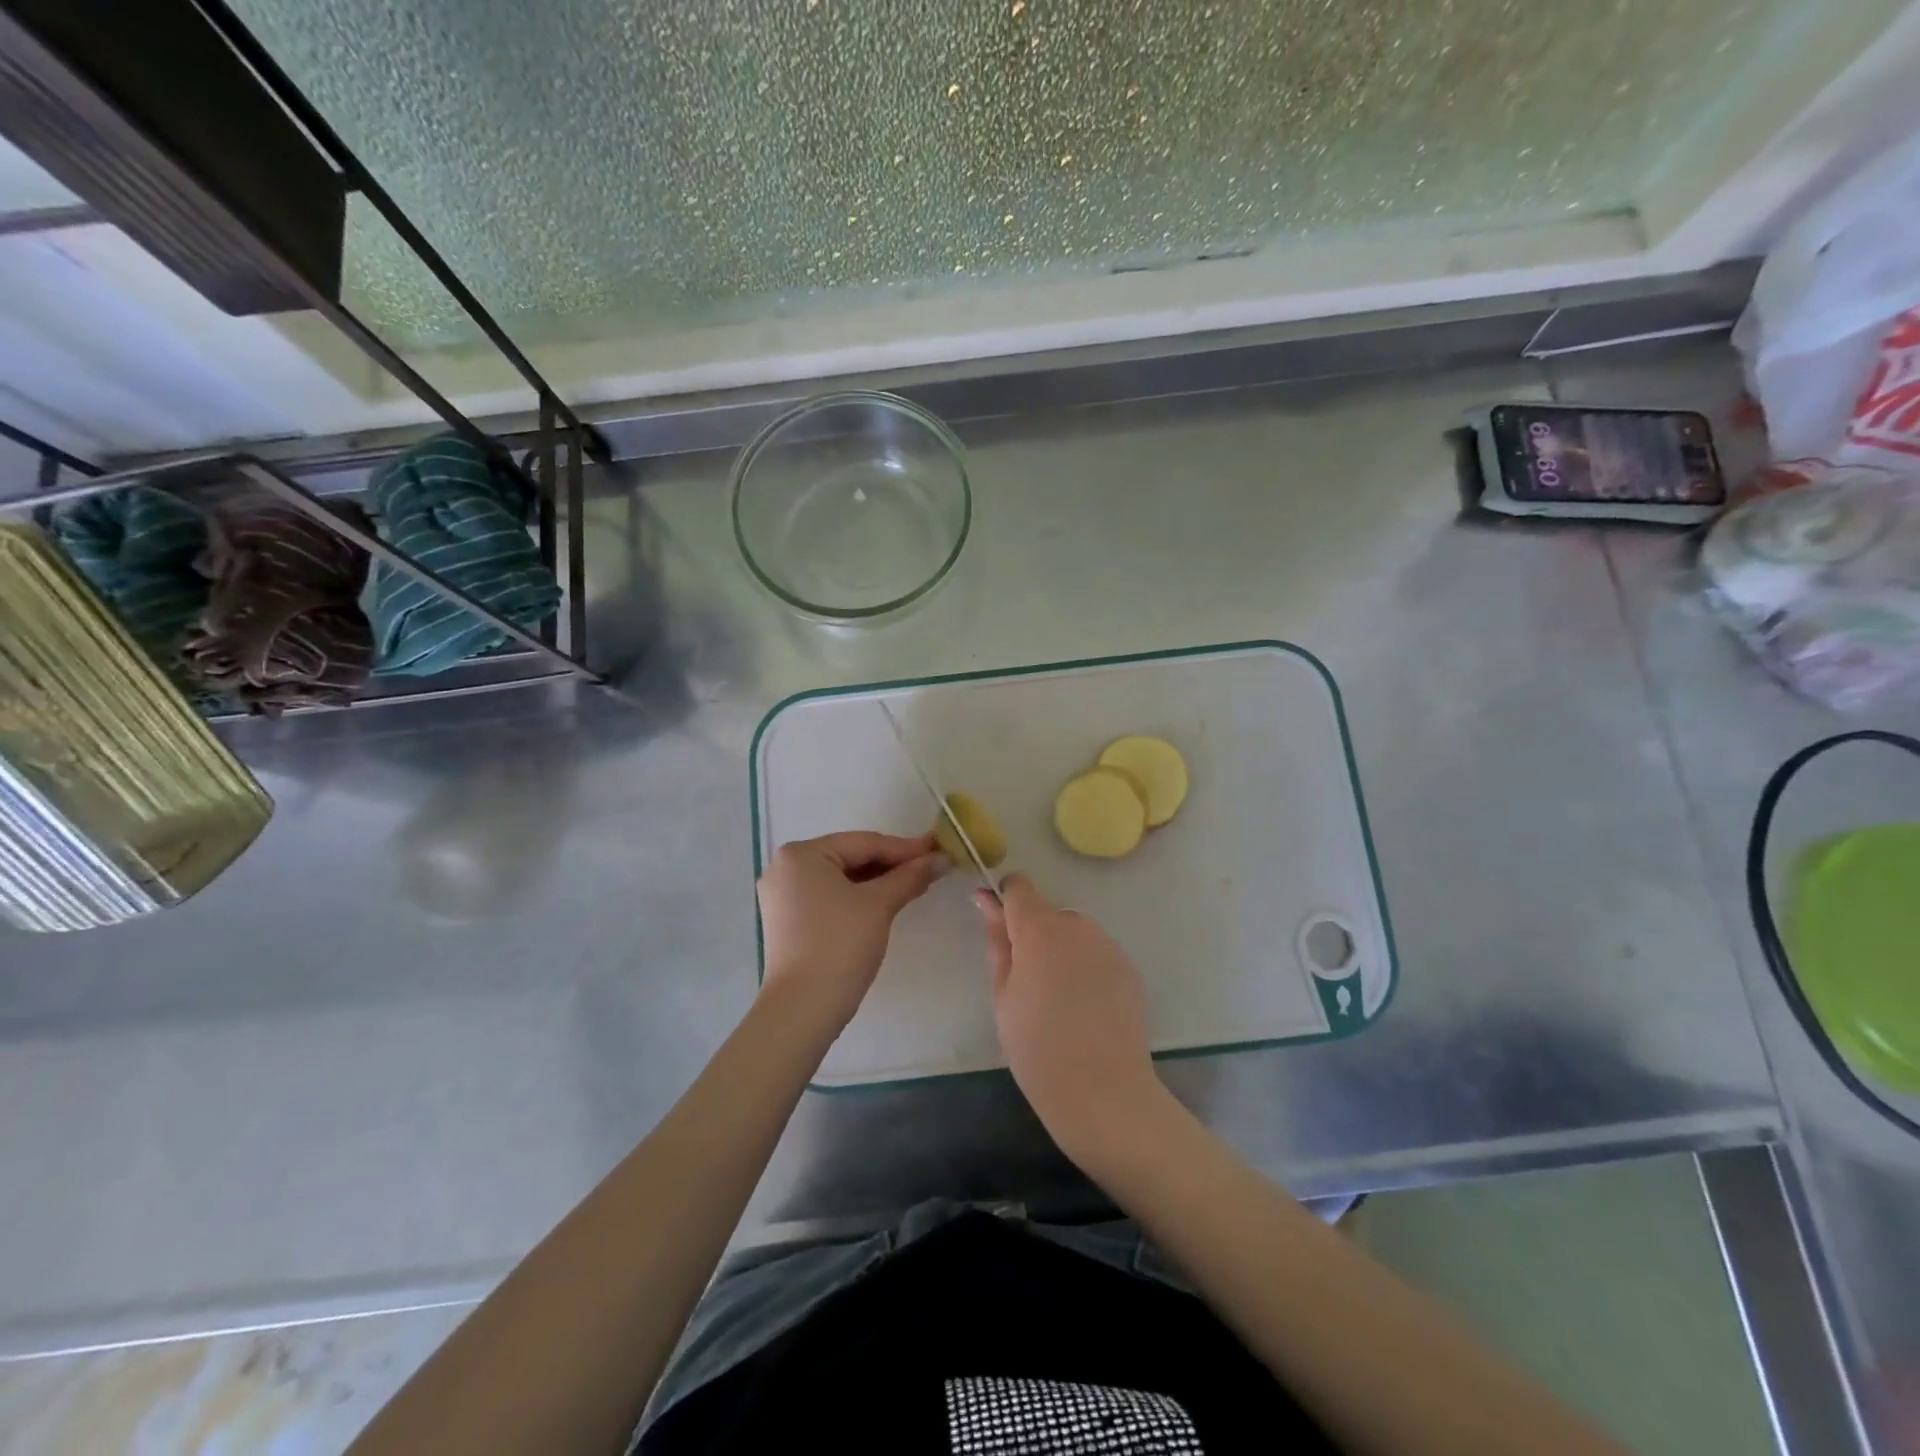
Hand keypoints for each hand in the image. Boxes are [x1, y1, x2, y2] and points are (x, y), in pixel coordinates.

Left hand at [758, 831, 943, 1031]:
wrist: (803, 1009)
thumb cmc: (839, 945)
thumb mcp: (879, 905)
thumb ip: (910, 876)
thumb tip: (942, 859)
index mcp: (800, 854)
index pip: (864, 843)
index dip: (905, 848)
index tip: (939, 850)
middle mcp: (785, 868)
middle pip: (850, 857)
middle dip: (892, 864)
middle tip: (931, 867)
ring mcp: (783, 896)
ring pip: (841, 879)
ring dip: (878, 882)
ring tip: (916, 883)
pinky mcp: (788, 921)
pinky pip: (830, 897)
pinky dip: (859, 898)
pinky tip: (887, 902)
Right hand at [976, 875, 1167, 1163]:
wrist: (1103, 1091)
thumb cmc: (1036, 1047)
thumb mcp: (1003, 994)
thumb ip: (997, 940)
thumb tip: (985, 898)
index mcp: (1039, 929)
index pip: (1019, 887)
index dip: (1005, 902)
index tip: (999, 930)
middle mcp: (1076, 925)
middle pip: (1047, 913)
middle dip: (1034, 935)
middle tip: (1028, 983)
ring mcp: (1107, 945)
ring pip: (1074, 933)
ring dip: (1061, 950)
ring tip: (1059, 1000)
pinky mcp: (1129, 967)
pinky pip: (1097, 954)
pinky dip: (1086, 968)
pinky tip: (1085, 1008)